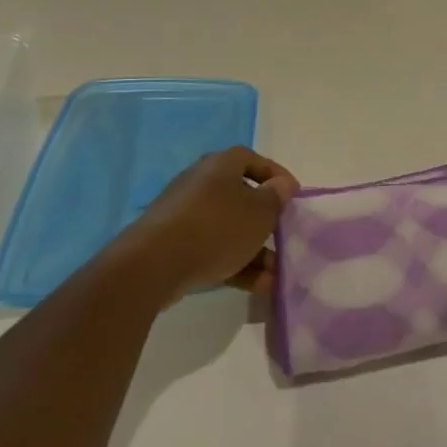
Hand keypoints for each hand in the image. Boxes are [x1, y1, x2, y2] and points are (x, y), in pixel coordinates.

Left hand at [111, 146, 297, 301]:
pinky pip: (212, 248)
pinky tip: (256, 286)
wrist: (153, 264)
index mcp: (220, 165)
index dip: (276, 176)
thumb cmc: (216, 227)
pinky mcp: (173, 244)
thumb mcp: (259, 212)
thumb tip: (282, 185)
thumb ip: (276, 197)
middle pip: (241, 197)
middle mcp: (201, 183)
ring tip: (274, 274)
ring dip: (254, 250)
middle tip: (283, 237)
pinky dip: (234, 263)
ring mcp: (184, 214)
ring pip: (228, 228)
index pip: (253, 160)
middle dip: (265, 221)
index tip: (293, 196)